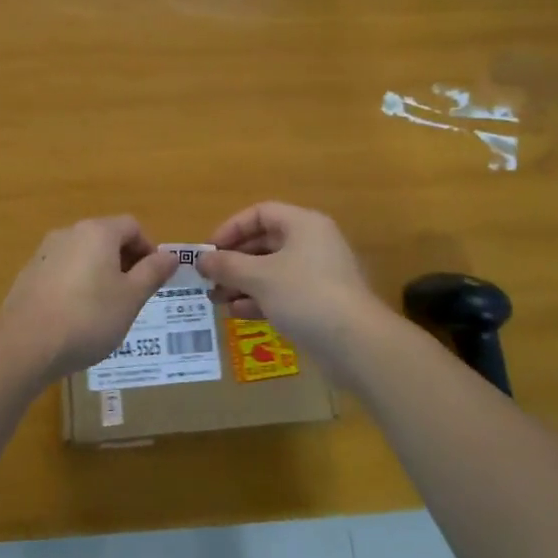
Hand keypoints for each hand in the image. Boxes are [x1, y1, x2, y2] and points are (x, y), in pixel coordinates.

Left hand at [0, 216, 178, 381]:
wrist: (25, 345)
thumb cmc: (88, 318)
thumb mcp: (131, 298)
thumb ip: (153, 273)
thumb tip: (171, 255)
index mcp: (98, 232)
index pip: (132, 226)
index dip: (149, 249)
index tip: (153, 279)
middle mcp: (70, 232)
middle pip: (106, 237)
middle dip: (125, 262)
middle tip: (133, 296)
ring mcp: (45, 252)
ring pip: (84, 254)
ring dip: (100, 273)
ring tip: (106, 309)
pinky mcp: (29, 274)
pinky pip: (63, 270)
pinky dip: (77, 284)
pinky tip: (76, 316)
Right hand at [197, 202, 389, 375]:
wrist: (356, 344)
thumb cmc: (305, 295)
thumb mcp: (260, 277)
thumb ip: (228, 265)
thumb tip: (201, 259)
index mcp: (303, 224)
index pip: (260, 213)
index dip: (231, 228)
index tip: (209, 250)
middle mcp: (312, 243)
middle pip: (265, 243)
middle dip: (234, 260)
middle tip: (208, 278)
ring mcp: (318, 274)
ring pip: (272, 270)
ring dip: (242, 282)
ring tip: (216, 299)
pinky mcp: (320, 303)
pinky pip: (283, 292)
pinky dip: (260, 299)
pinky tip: (237, 313)